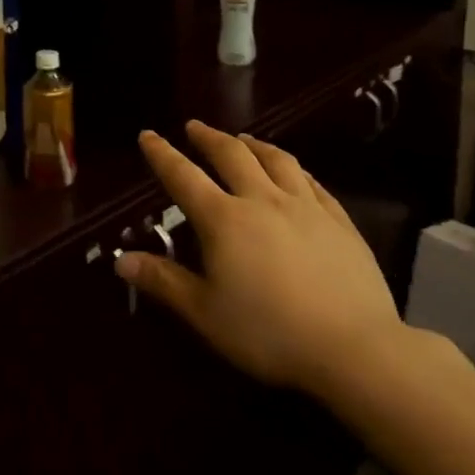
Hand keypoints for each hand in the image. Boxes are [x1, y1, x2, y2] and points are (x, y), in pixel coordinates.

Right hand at [119, 120, 404, 399]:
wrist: (354, 348)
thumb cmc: (268, 333)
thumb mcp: (205, 313)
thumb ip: (163, 281)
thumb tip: (120, 258)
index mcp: (224, 220)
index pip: (183, 177)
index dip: (162, 154)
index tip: (148, 134)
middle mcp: (262, 200)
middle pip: (231, 155)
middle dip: (208, 138)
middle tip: (195, 127)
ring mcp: (305, 207)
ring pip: (276, 160)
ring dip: (253, 144)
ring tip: (242, 138)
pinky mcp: (339, 221)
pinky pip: (312, 182)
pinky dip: (294, 169)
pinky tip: (293, 171)